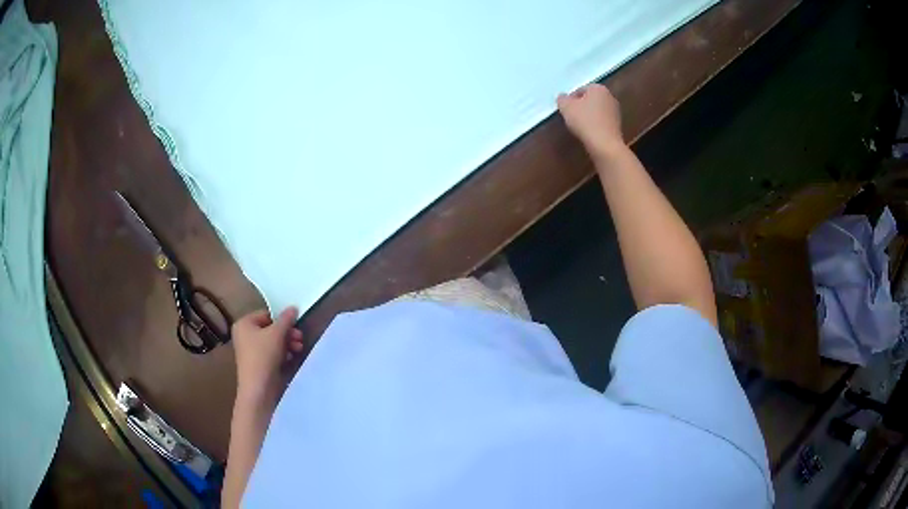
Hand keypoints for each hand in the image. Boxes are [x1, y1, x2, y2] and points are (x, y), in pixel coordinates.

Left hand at [231, 307, 304, 400]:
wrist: (258, 387)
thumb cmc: (263, 355)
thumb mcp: (277, 333)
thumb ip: (286, 319)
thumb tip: (293, 307)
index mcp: (244, 323)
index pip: (266, 315)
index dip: (282, 320)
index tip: (296, 326)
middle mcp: (244, 335)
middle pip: (270, 329)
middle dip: (287, 333)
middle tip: (300, 338)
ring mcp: (250, 351)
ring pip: (272, 342)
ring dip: (287, 343)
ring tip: (299, 349)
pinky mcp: (258, 364)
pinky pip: (271, 353)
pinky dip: (282, 354)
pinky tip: (291, 358)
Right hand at [557, 84, 625, 159]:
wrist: (605, 144)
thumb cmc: (585, 121)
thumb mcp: (566, 107)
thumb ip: (562, 99)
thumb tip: (563, 97)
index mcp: (598, 88)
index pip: (580, 89)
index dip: (570, 99)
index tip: (566, 109)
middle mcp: (610, 96)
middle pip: (590, 99)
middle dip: (581, 106)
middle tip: (571, 116)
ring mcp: (616, 111)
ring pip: (597, 110)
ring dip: (589, 115)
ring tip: (580, 126)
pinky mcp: (618, 125)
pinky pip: (602, 121)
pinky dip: (596, 124)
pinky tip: (590, 132)